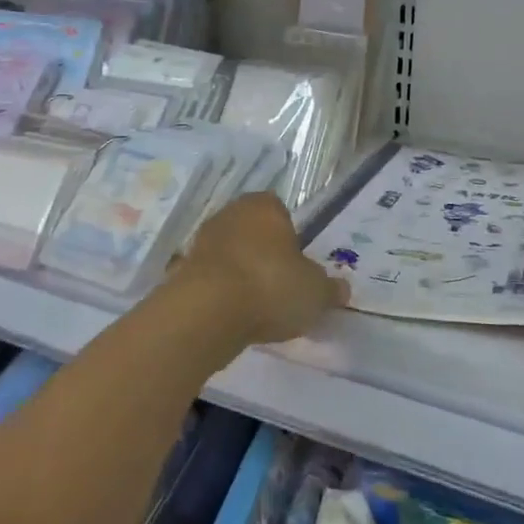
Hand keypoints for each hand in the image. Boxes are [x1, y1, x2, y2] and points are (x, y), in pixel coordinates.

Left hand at [175, 193, 344, 350]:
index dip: (290, 237)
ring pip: (231, 255)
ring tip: (257, 308)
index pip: (280, 211)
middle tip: (280, 287)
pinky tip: (232, 317)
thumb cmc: (270, 286)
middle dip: (264, 255)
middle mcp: (230, 214)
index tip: (297, 265)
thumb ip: (329, 289)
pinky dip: (221, 293)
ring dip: (241, 274)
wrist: (206, 312)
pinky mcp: (182, 269)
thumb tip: (341, 289)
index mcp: (264, 207)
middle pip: (253, 232)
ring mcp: (202, 241)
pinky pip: (211, 279)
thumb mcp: (315, 293)